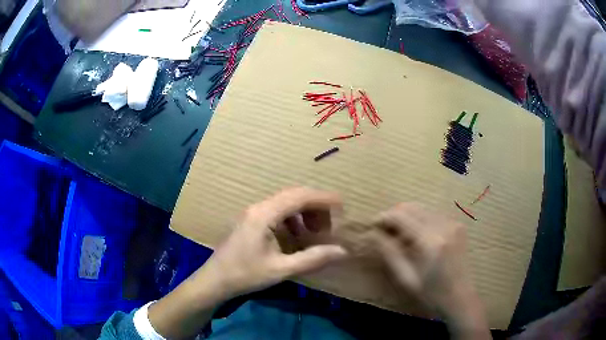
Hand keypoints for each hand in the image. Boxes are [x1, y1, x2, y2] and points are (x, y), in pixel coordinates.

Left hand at [149, 187, 346, 338]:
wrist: (215, 280)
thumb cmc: (245, 275)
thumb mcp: (281, 269)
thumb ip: (312, 258)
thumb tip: (342, 251)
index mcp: (264, 214)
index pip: (299, 196)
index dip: (323, 198)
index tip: (342, 205)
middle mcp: (258, 207)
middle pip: (293, 196)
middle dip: (315, 207)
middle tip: (330, 226)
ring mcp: (253, 213)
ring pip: (285, 203)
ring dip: (304, 213)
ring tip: (315, 232)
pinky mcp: (251, 221)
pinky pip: (277, 212)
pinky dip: (293, 220)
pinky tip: (297, 236)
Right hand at [371, 203, 489, 338]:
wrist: (460, 297)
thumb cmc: (431, 293)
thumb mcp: (406, 278)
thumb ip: (389, 253)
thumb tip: (373, 234)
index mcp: (431, 241)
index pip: (402, 216)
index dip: (384, 217)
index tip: (373, 224)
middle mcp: (444, 226)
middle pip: (413, 207)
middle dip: (395, 215)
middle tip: (384, 230)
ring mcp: (453, 223)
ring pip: (422, 208)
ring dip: (407, 217)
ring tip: (399, 235)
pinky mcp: (457, 225)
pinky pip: (433, 214)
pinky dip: (420, 220)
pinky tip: (416, 236)